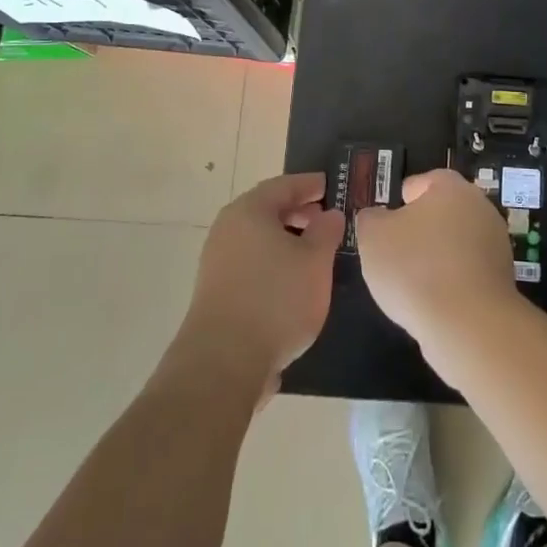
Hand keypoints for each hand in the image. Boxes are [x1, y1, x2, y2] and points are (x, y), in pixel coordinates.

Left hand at [178, 173, 343, 398]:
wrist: (223, 362)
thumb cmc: (276, 300)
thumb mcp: (315, 261)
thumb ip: (326, 231)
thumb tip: (330, 214)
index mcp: (249, 211)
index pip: (284, 185)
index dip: (310, 184)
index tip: (331, 185)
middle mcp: (227, 229)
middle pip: (267, 210)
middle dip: (298, 212)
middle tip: (326, 219)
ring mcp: (217, 261)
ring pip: (258, 239)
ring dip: (286, 240)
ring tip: (314, 254)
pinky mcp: (216, 291)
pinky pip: (250, 263)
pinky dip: (273, 262)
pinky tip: (291, 283)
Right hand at [355, 169, 518, 355]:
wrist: (468, 325)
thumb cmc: (415, 268)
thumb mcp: (373, 237)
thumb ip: (371, 219)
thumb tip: (377, 217)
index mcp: (452, 188)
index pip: (424, 181)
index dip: (402, 199)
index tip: (387, 222)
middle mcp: (480, 208)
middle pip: (443, 212)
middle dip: (421, 229)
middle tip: (395, 252)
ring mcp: (496, 244)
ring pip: (456, 243)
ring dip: (437, 257)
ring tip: (411, 283)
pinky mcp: (503, 279)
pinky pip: (468, 272)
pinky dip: (452, 282)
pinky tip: (433, 302)